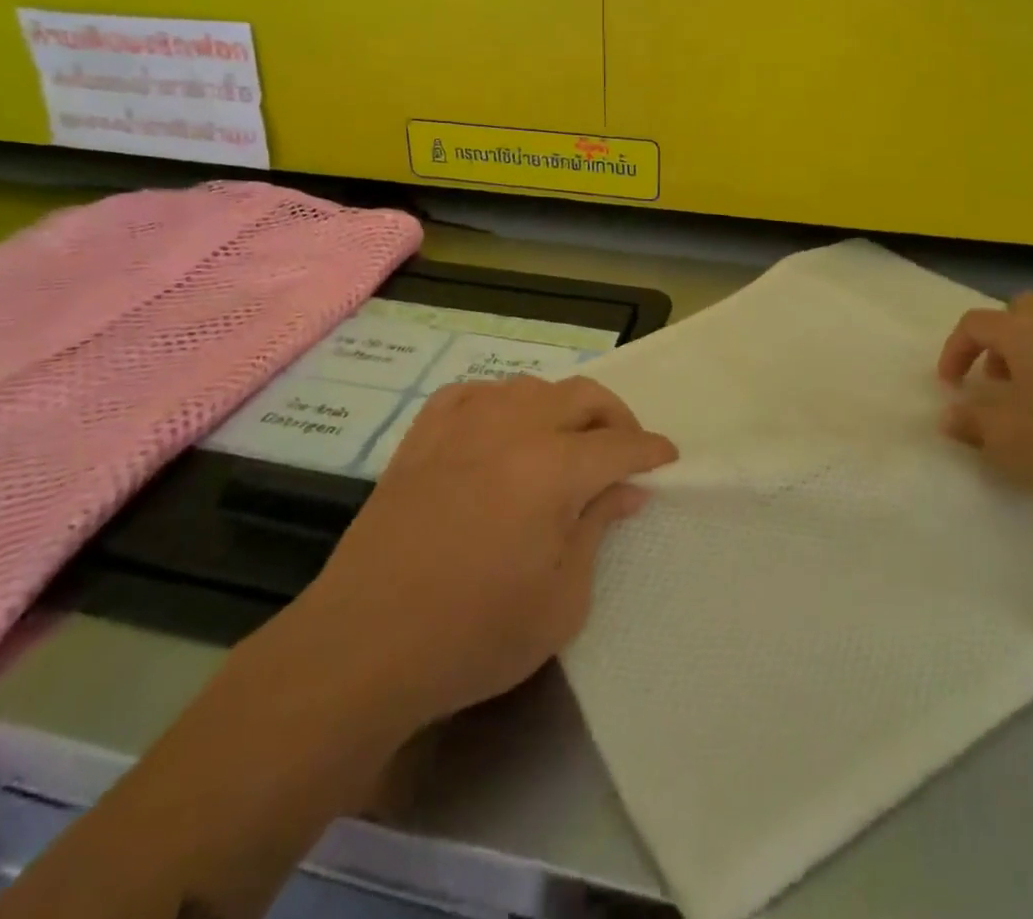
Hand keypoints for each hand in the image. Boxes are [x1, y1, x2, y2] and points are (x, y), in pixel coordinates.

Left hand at [289, 376, 676, 731]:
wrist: (364, 646)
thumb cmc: (474, 636)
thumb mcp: (561, 602)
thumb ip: (596, 532)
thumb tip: (623, 491)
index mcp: (552, 470)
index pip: (619, 446)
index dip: (651, 451)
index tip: (668, 459)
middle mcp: (511, 430)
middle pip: (581, 397)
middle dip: (616, 418)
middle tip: (624, 451)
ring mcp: (461, 426)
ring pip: (529, 386)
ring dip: (560, 407)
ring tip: (565, 442)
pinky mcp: (421, 437)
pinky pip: (471, 393)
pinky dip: (499, 402)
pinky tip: (500, 428)